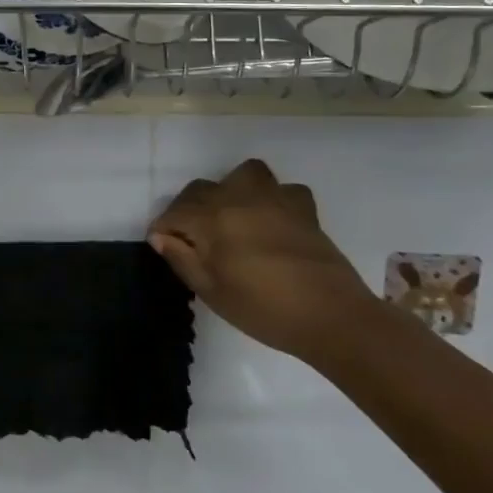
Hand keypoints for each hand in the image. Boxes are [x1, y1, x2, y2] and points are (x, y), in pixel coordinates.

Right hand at [148, 159, 375, 357]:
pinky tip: (273, 221)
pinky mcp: (304, 209)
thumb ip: (182, 259)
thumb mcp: (212, 292)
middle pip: (201, 190)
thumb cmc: (264, 309)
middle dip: (189, 209)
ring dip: (233, 190)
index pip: (174, 213)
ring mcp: (274, 199)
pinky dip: (274, 200)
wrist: (332, 317)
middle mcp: (238, 199)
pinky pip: (284, 190)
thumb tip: (160, 236)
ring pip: (245, 174)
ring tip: (233, 216)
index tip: (164, 247)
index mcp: (212, 220)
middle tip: (193, 238)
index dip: (163, 229)